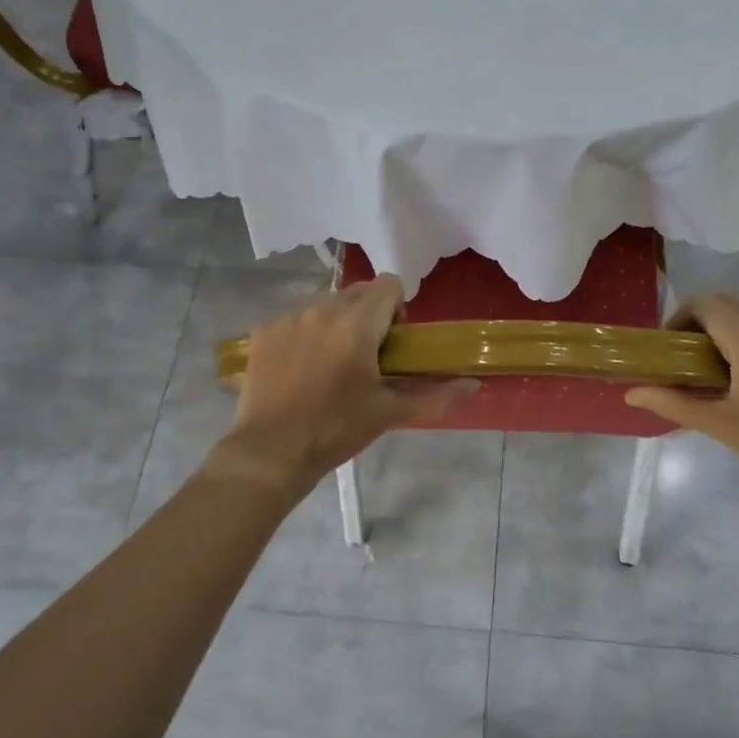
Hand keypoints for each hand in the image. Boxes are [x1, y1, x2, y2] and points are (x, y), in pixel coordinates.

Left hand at [213, 275, 477, 495]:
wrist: (270, 453)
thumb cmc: (336, 430)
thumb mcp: (388, 413)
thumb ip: (434, 394)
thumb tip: (473, 385)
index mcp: (355, 324)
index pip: (389, 285)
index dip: (397, 309)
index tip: (392, 344)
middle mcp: (321, 309)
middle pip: (358, 293)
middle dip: (369, 317)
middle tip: (367, 359)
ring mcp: (289, 317)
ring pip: (326, 304)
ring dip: (337, 324)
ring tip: (331, 367)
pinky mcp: (265, 330)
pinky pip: (297, 318)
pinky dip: (306, 334)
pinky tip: (301, 370)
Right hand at [625, 294, 738, 506]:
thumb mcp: (718, 424)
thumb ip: (672, 402)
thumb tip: (631, 395)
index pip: (706, 304)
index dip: (680, 317)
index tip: (670, 345)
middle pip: (733, 301)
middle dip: (706, 318)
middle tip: (691, 354)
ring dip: (735, 326)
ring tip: (723, 366)